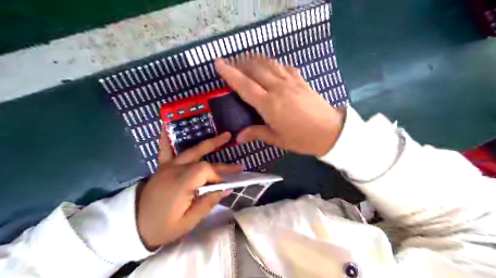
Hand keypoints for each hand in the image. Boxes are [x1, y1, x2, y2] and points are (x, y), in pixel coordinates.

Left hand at [135, 130, 243, 248]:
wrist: (133, 225)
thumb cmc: (162, 226)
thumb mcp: (187, 222)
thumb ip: (207, 203)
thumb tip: (227, 189)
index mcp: (181, 184)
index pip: (206, 170)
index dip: (218, 176)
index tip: (223, 187)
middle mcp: (175, 170)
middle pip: (203, 160)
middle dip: (222, 165)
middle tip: (239, 167)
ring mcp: (167, 166)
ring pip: (192, 151)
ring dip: (210, 144)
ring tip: (226, 136)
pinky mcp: (162, 167)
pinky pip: (165, 149)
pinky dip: (166, 138)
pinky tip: (166, 125)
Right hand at [216, 55, 344, 157]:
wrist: (331, 131)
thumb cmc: (302, 139)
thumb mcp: (277, 139)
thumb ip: (257, 133)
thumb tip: (238, 137)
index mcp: (269, 104)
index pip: (244, 85)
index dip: (229, 73)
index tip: (218, 63)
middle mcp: (278, 88)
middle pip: (255, 68)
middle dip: (241, 63)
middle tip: (231, 63)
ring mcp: (291, 81)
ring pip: (269, 63)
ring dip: (255, 59)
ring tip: (247, 60)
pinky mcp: (301, 80)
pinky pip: (284, 66)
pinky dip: (273, 63)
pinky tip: (271, 66)